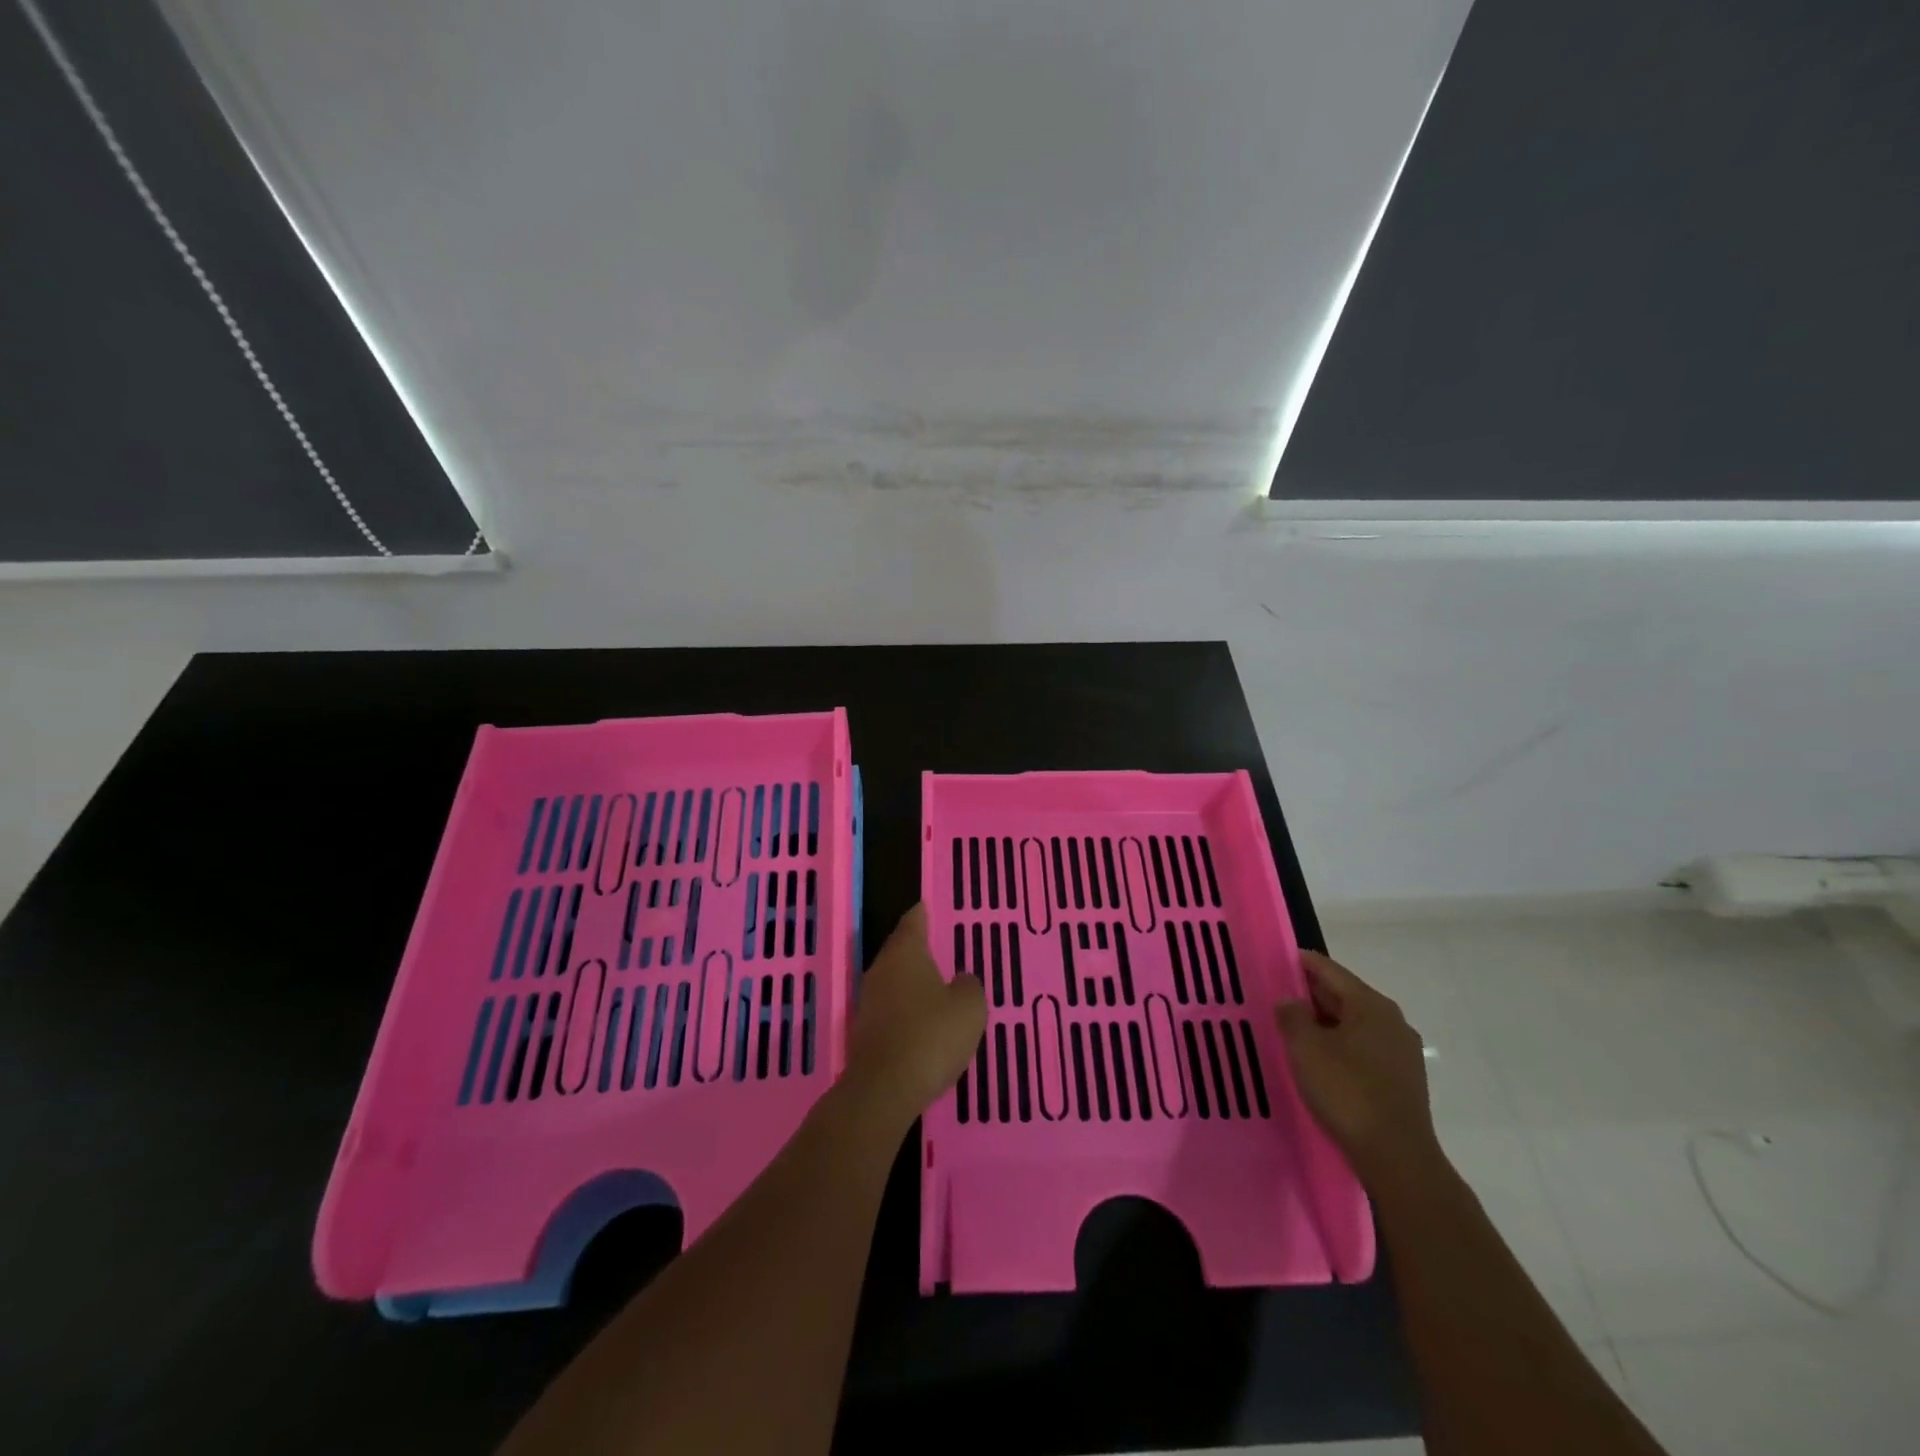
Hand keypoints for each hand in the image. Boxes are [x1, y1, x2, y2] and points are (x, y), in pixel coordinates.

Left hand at [843, 904, 985, 1127]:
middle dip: (917, 949)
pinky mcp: (865, 1032)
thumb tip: (961, 980)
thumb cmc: (931, 1035)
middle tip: (939, 947)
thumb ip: (969, 986)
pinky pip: (890, 1010)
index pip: (913, 922)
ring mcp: (869, 1001)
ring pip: (894, 981)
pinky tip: (922, 1023)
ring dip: (911, 982)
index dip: (922, 914)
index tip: (926, 906)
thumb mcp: (969, 1007)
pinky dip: (906, 1010)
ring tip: (935, 986)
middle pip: (900, 951)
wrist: (884, 1089)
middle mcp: (882, 969)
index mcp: (905, 953)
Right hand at [1276, 950, 1438, 1181]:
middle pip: (1343, 995)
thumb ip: (1292, 1015)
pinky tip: (1320, 1061)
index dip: (1299, 963)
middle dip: (1310, 995)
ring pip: (1354, 1024)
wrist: (1396, 1158)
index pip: (1328, 969)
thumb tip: (1290, 1001)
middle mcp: (1392, 1020)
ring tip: (1293, 1031)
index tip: (1273, 961)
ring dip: (1324, 1023)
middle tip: (1276, 997)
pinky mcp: (1403, 1080)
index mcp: (1370, 1004)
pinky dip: (1340, 1045)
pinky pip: (1363, 1048)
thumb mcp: (1305, 1048)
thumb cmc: (1347, 1092)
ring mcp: (1402, 1052)